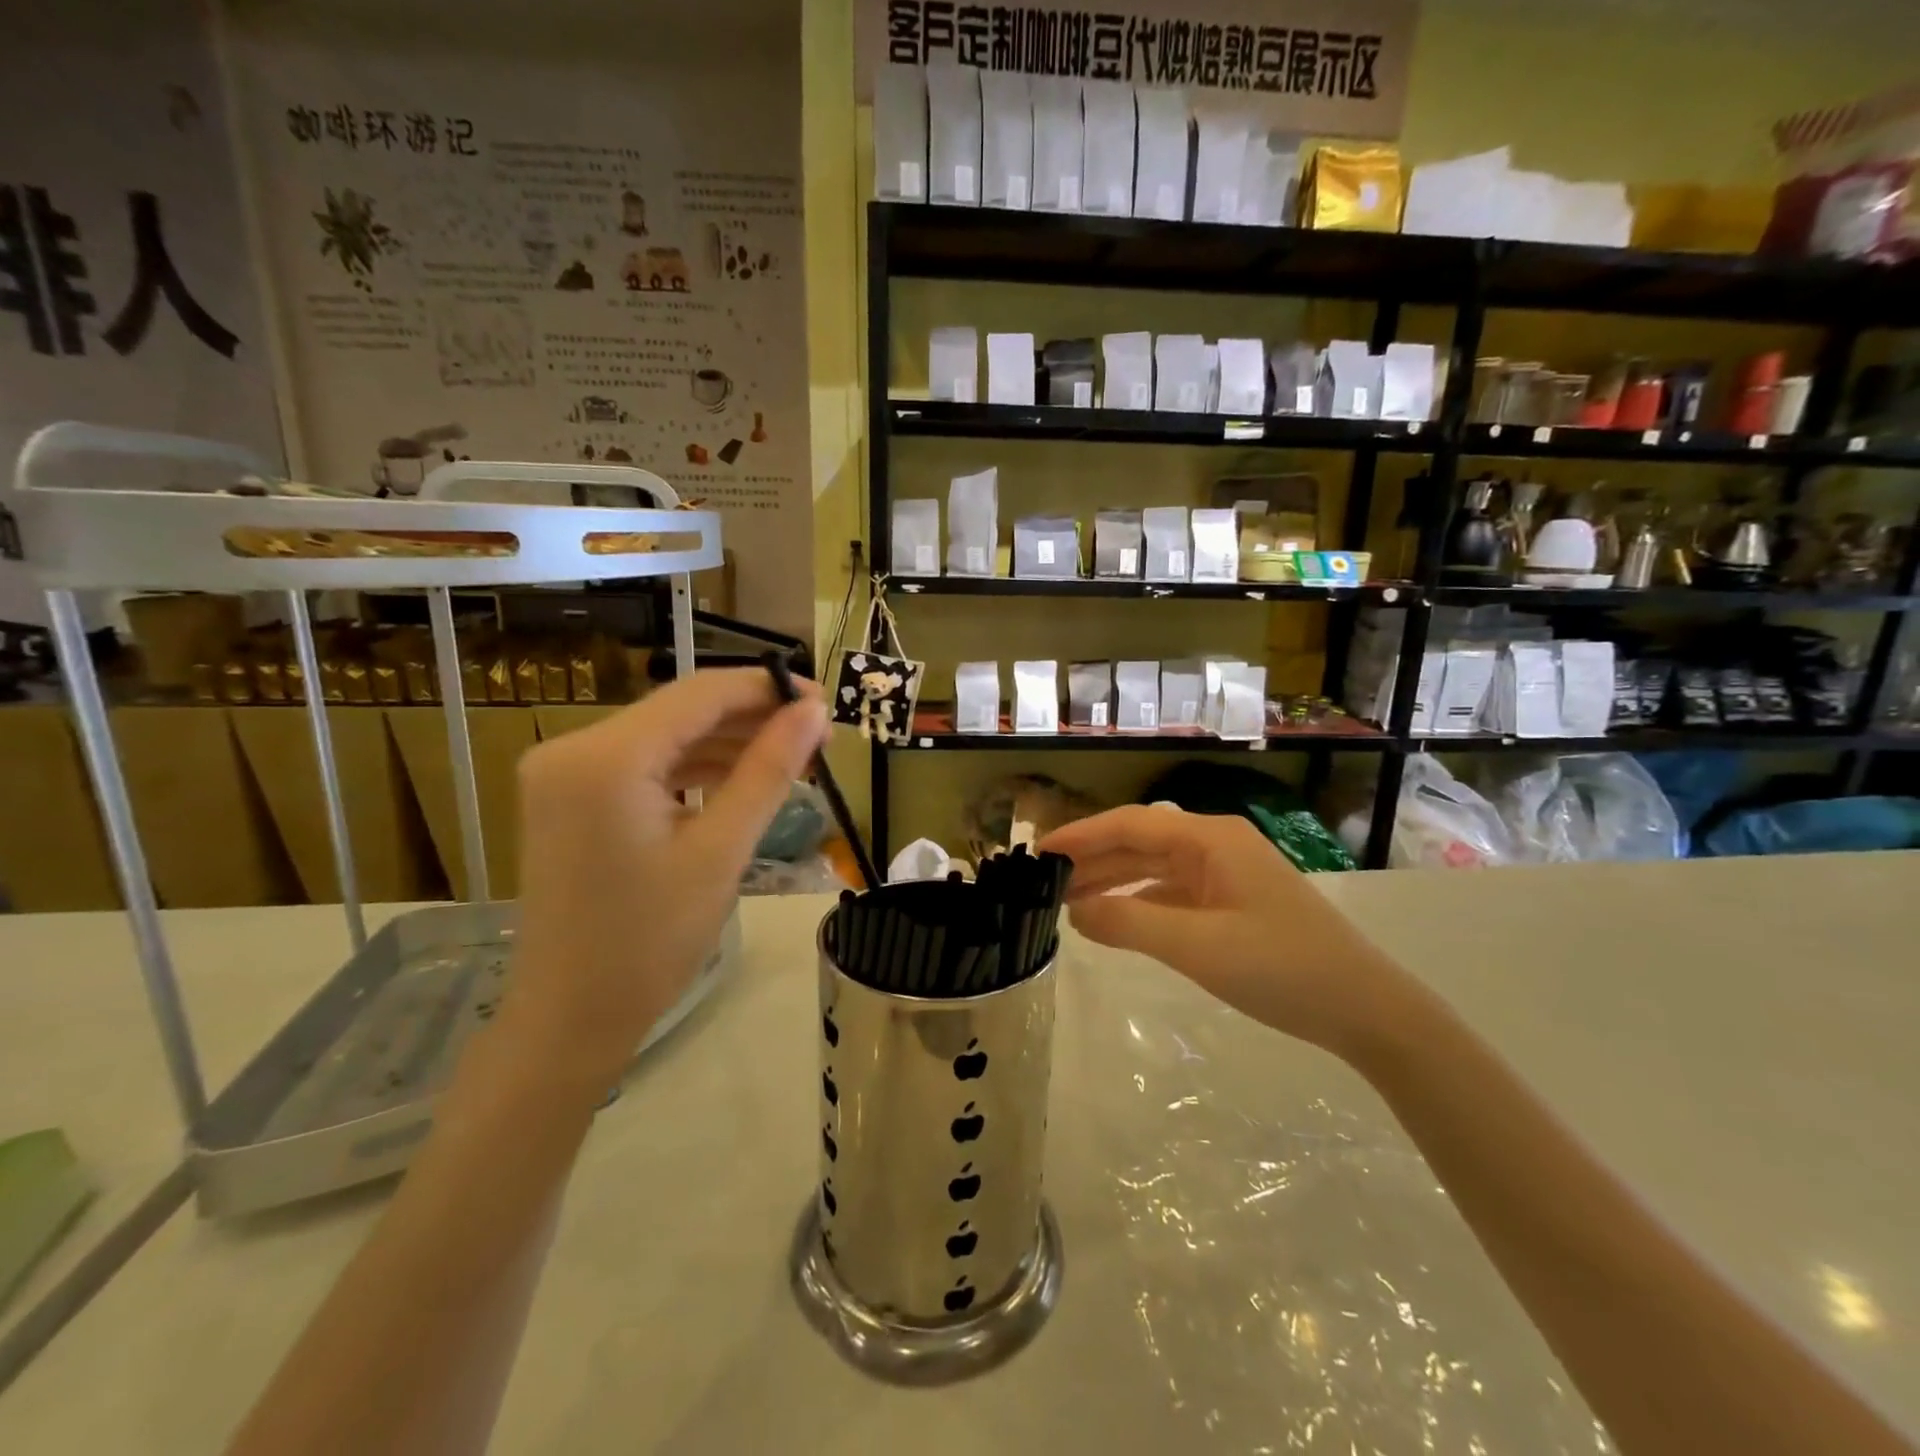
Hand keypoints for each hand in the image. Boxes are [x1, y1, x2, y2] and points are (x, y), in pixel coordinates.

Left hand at [507, 668, 827, 1085]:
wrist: (571, 1018)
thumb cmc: (651, 942)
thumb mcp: (722, 850)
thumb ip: (769, 770)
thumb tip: (815, 711)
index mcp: (605, 757)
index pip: (700, 694)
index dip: (767, 688)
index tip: (824, 700)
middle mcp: (573, 748)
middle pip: (682, 711)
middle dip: (752, 719)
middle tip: (817, 737)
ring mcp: (566, 772)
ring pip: (667, 736)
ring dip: (728, 744)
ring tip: (792, 759)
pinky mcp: (572, 796)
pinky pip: (646, 764)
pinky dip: (695, 768)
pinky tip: (741, 779)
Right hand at [1038, 806, 1409, 1059]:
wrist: (1365, 1009)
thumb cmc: (1282, 968)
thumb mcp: (1198, 946)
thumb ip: (1130, 924)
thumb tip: (1075, 912)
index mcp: (1210, 838)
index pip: (1130, 824)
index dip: (1081, 834)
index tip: (1038, 852)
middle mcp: (1215, 845)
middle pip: (1139, 842)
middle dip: (1092, 859)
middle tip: (1043, 882)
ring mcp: (1225, 874)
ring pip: (1154, 867)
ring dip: (1112, 881)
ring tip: (1066, 901)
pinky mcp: (1231, 902)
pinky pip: (1171, 892)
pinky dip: (1139, 902)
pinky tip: (1113, 919)